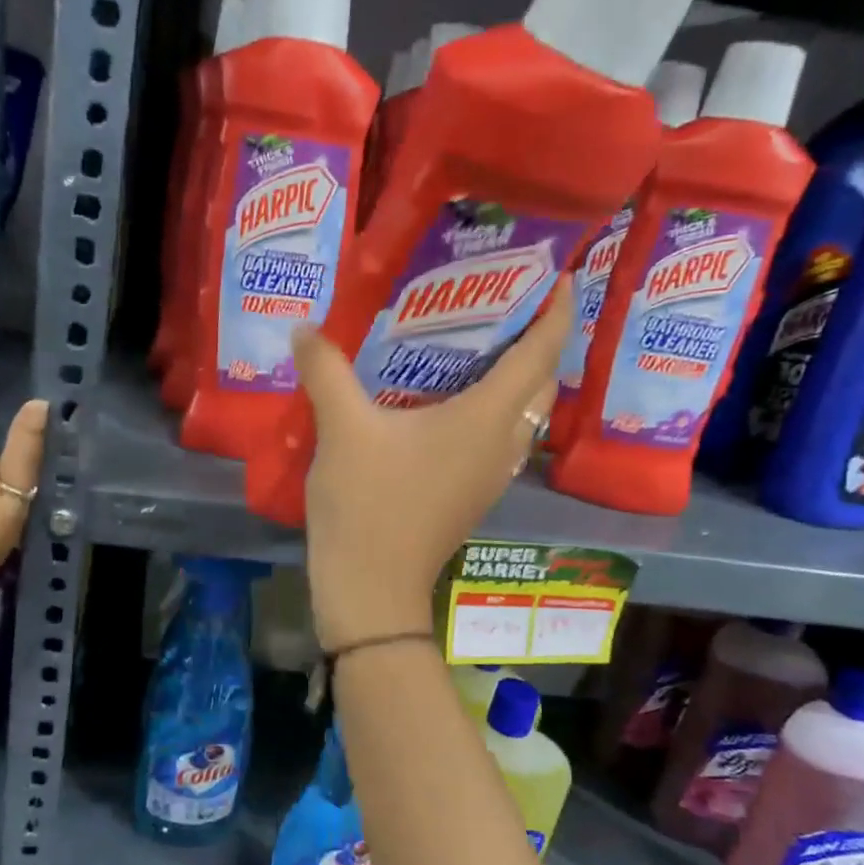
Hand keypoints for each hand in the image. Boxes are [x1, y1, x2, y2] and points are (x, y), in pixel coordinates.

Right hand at [292, 279, 573, 650]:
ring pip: (523, 413)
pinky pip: (498, 436)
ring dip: (517, 376)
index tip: (560, 275)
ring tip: (482, 342)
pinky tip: (449, 399)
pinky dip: (492, 407)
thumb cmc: (368, 503)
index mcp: (486, 418)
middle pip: (541, 382)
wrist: (371, 589)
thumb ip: (326, 369)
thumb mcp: (342, 428)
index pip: (541, 353)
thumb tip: (304, 327)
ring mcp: (490, 473)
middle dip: (539, 339)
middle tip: (508, 302)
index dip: (558, 311)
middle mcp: (501, 443)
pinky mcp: (472, 493)